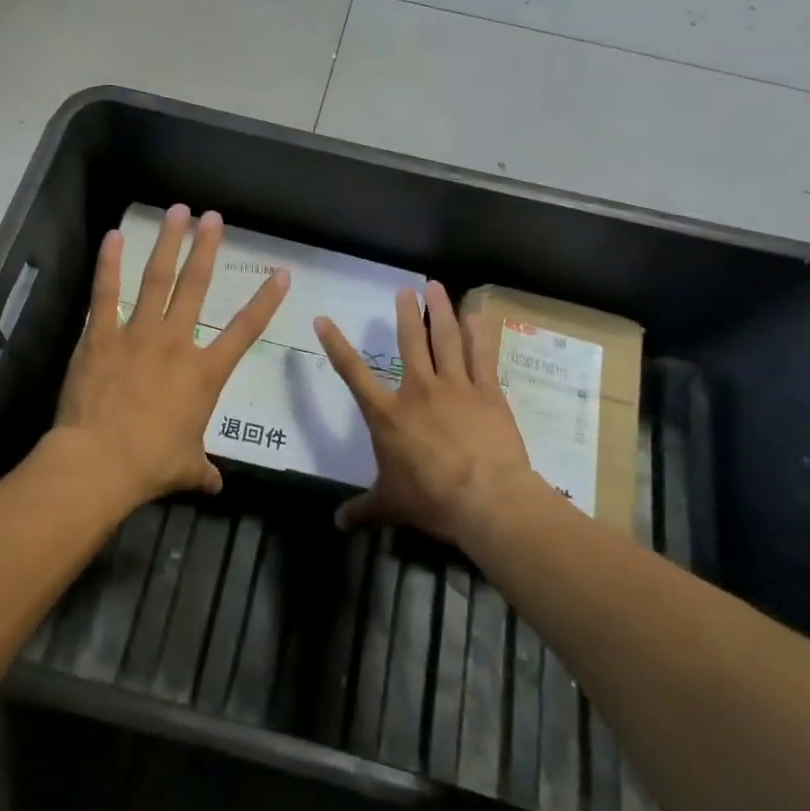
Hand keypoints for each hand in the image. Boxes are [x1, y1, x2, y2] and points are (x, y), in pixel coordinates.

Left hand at [50, 204, 289, 507]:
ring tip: (176, 212)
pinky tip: (113, 237)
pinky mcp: (101, 336)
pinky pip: (106, 293)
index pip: (245, 331)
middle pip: (195, 286)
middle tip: (213, 217)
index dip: (265, 301)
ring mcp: (137, 334)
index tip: (281, 274)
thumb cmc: (150, 465)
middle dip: (205, 249)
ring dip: (167, 243)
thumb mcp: (186, 468)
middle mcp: (175, 342)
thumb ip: (203, 471)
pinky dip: (110, 264)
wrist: (100, 463)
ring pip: (157, 279)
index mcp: (204, 372)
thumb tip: (216, 486)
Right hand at [315, 281, 534, 546]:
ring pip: (446, 340)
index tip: (323, 320)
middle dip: (407, 313)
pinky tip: (476, 315)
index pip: (353, 373)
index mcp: (387, 414)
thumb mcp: (390, 504)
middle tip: (405, 289)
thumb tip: (337, 523)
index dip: (336, 345)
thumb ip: (363, 509)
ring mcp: (454, 387)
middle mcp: (418, 390)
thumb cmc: (431, 499)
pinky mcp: (486, 392)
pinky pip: (481, 356)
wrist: (486, 499)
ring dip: (441, 311)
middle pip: (410, 342)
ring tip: (436, 287)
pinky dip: (478, 334)